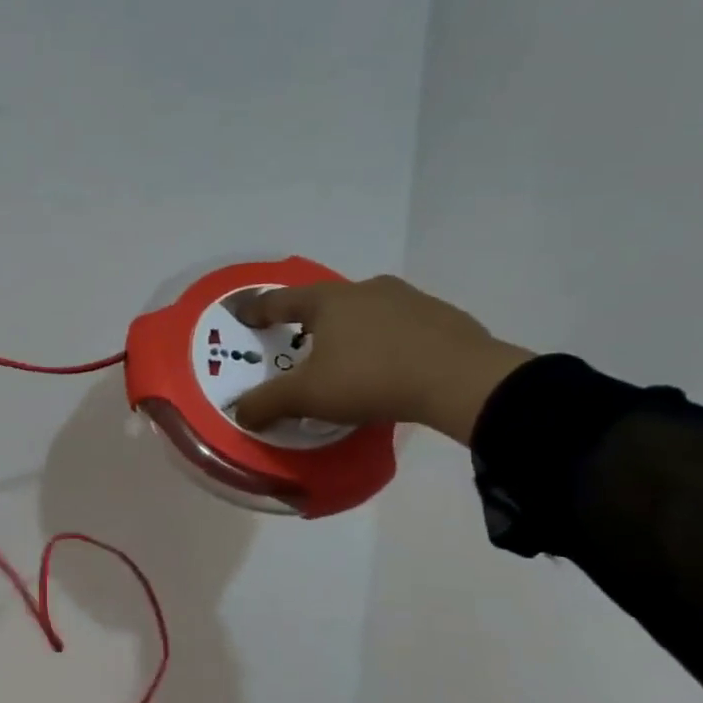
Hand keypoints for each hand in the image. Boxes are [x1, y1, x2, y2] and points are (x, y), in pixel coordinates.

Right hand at [228, 276, 532, 444]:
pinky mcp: (443, 318)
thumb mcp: (307, 396)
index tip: (243, 316)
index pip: (281, 301)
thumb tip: (239, 413)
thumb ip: (267, 403)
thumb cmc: (371, 378)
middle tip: (298, 342)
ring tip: (345, 357)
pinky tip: (389, 365)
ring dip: (350, 329)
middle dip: (308, 320)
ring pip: (365, 311)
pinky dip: (385, 341)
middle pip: (325, 301)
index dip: (258, 310)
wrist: (463, 381)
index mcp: (328, 300)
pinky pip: (400, 326)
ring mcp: (409, 300)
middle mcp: (366, 289)